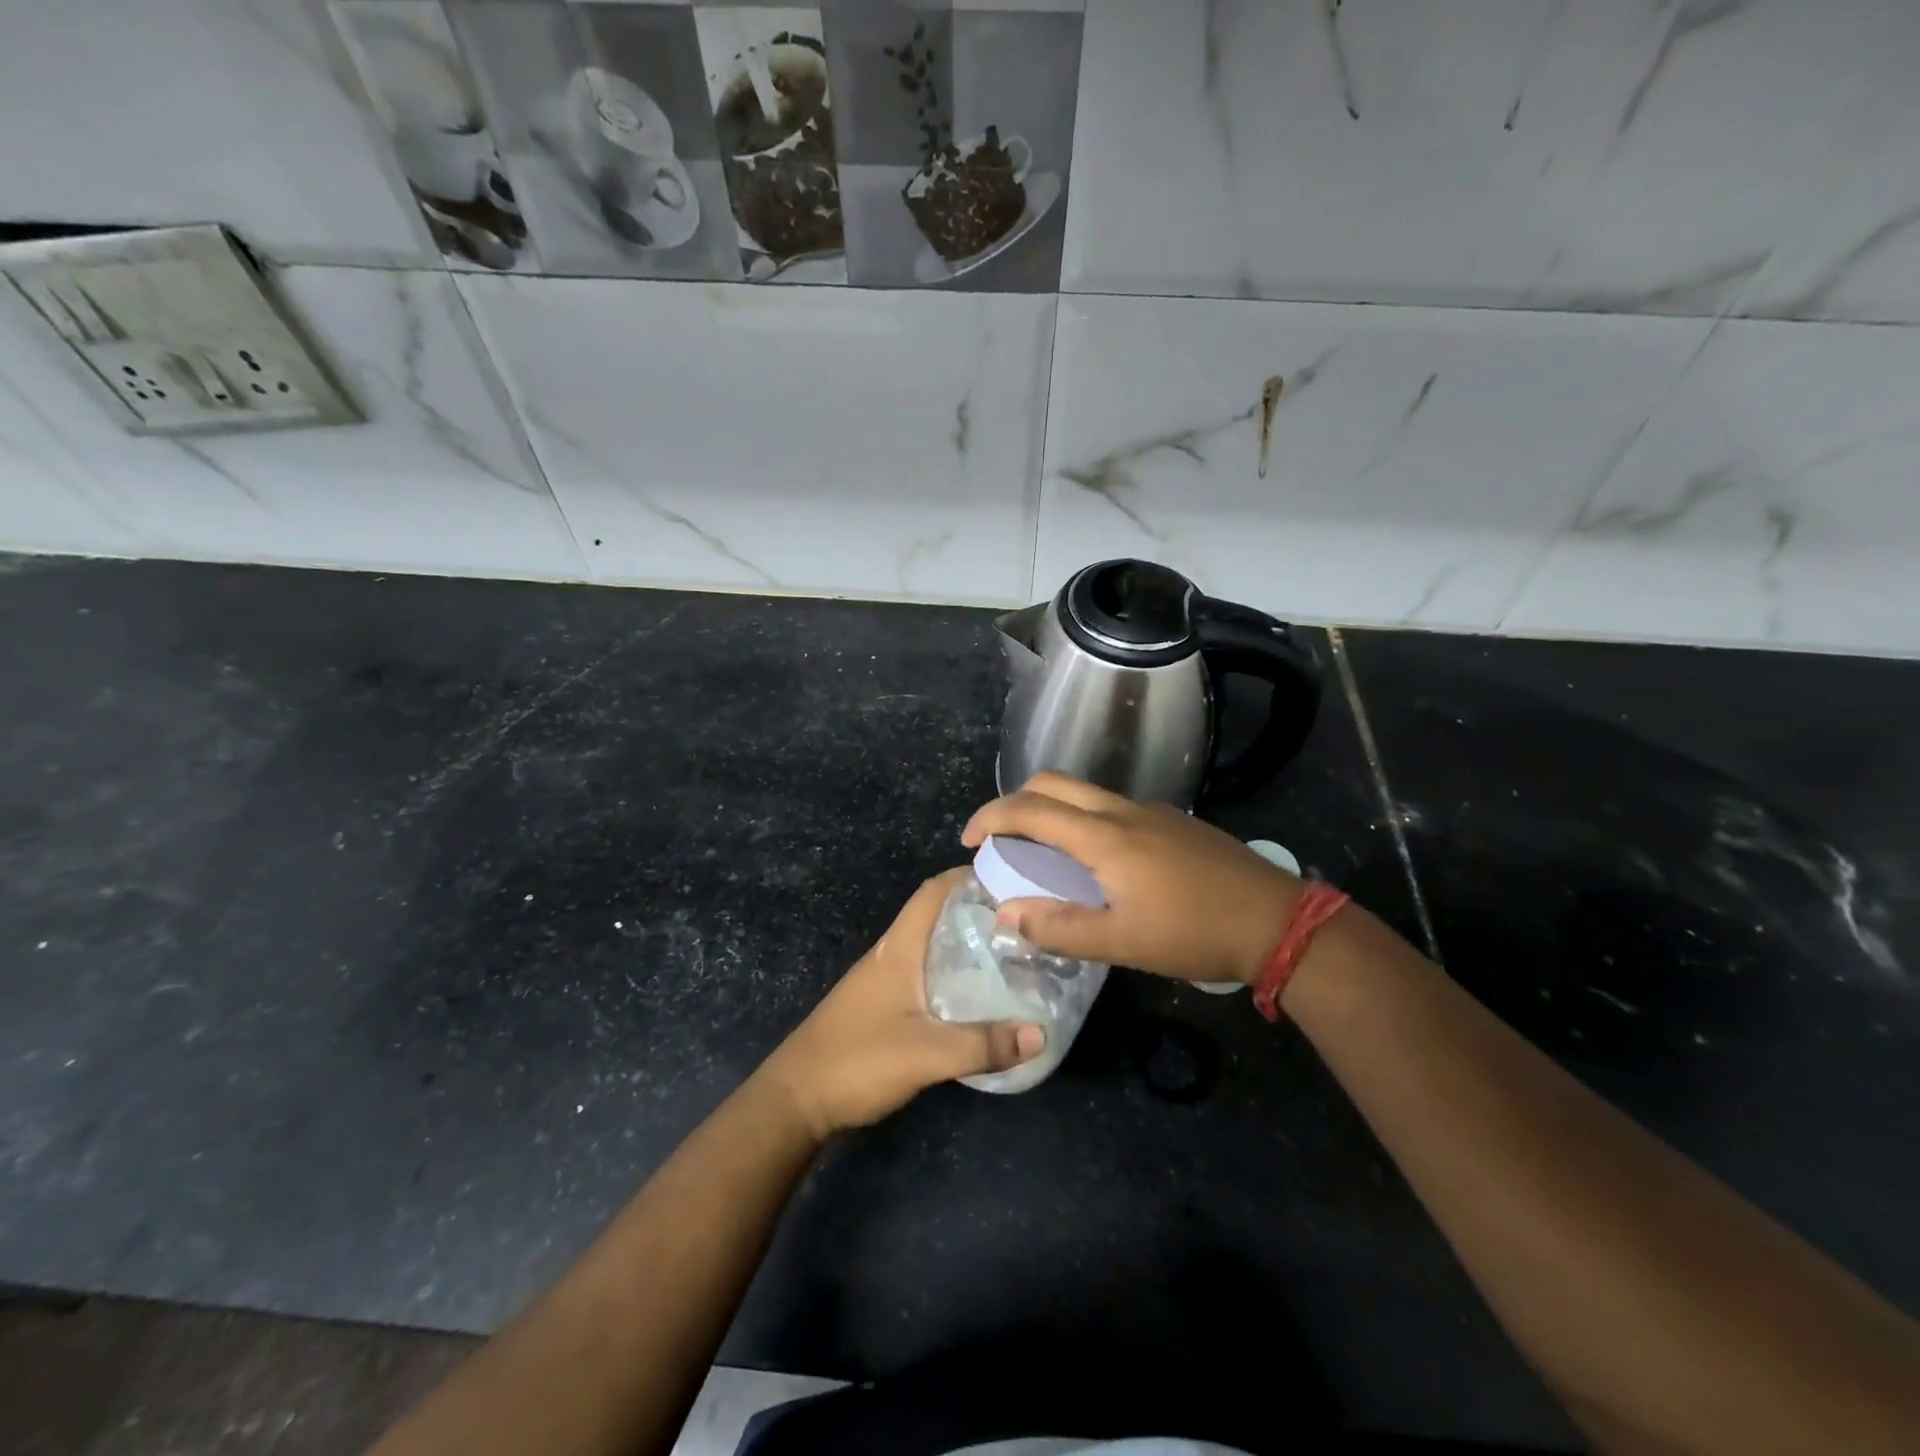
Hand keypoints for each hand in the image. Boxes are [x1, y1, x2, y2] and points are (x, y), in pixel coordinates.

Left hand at [757, 869, 1045, 1139]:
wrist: (795, 1101)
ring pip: (931, 948)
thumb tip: (1042, 1032)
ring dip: (966, 945)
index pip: (933, 892)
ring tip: (1011, 955)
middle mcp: (890, 955)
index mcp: (898, 949)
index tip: (1010, 878)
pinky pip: (925, 976)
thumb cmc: (857, 1061)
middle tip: (1024, 922)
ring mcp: (883, 982)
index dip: (967, 876)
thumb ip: (983, 1044)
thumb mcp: (926, 1054)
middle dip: (977, 912)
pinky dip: (953, 975)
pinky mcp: (881, 1007)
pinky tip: (977, 998)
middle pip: (936, 917)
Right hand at [962, 772, 1301, 985]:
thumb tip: (1005, 912)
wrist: (1275, 920)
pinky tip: (1097, 861)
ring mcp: (1151, 811)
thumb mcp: (1121, 942)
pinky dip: (1083, 819)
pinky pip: (1111, 806)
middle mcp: (1122, 811)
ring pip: (1084, 792)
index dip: (990, 818)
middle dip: (1016, 801)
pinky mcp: (1172, 821)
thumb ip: (1058, 927)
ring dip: (1051, 809)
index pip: (1030, 809)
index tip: (968, 840)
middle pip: (1054, 783)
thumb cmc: (1193, 933)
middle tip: (1000, 839)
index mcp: (1104, 836)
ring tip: (1042, 852)